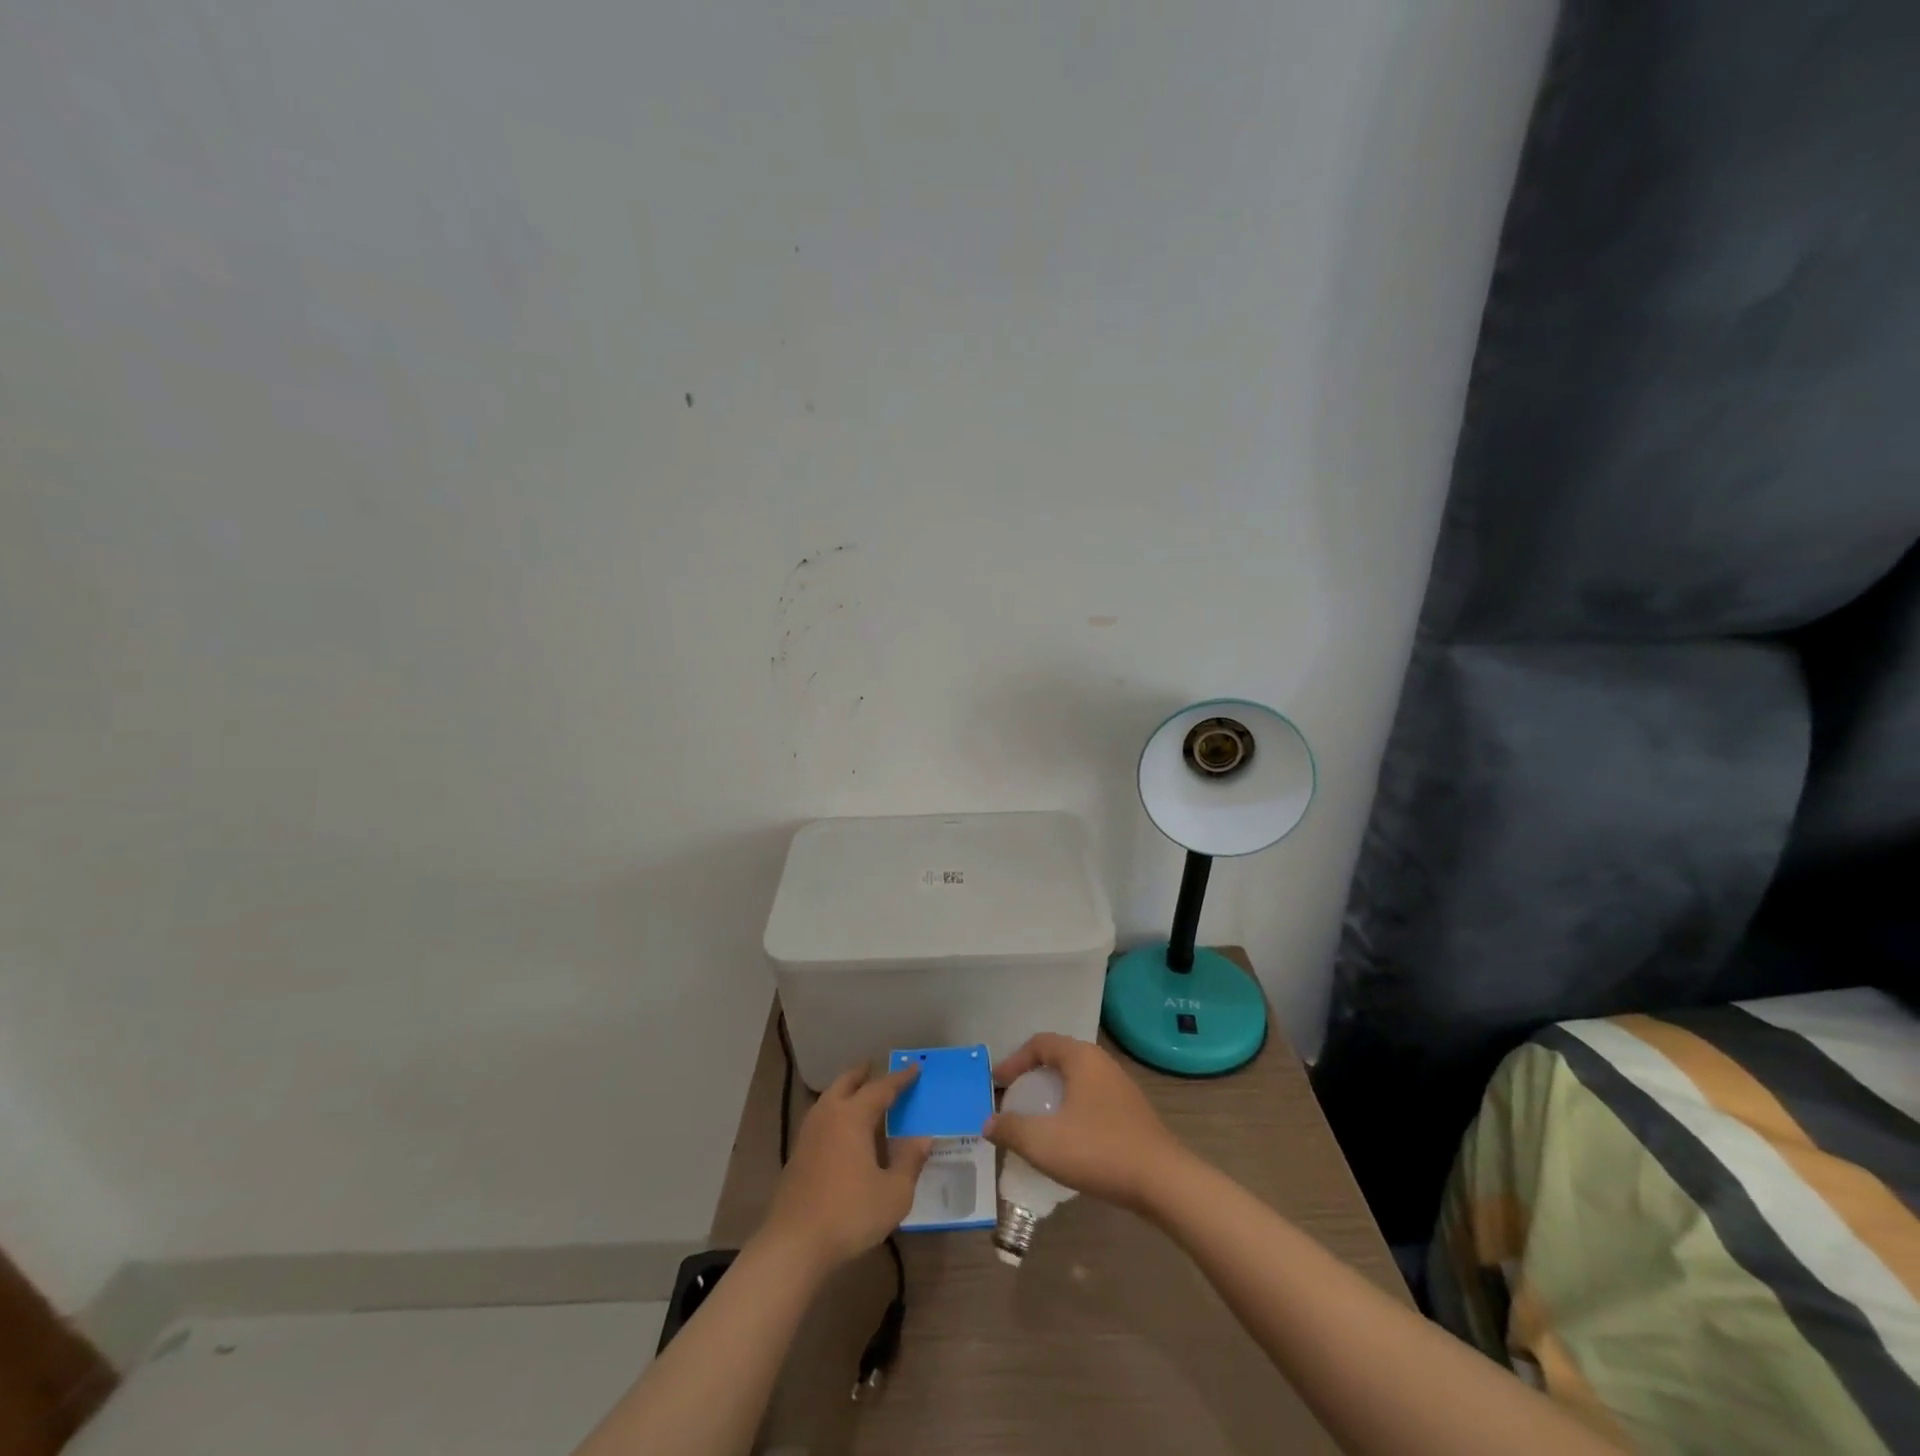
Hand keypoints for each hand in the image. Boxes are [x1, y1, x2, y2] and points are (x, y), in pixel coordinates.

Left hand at [760, 1064, 932, 1272]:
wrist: (794, 1244)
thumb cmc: (850, 1214)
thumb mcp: (894, 1193)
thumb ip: (910, 1161)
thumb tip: (924, 1137)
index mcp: (852, 1116)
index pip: (880, 1088)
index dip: (899, 1079)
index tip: (914, 1069)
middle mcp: (828, 1115)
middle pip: (846, 1083)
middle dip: (862, 1074)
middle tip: (875, 1066)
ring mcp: (808, 1134)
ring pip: (828, 1099)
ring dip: (845, 1090)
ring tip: (858, 1093)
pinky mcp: (797, 1154)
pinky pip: (820, 1118)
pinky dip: (834, 1111)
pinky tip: (841, 1129)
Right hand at [984, 1034, 1190, 1211]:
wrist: (1163, 1181)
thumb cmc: (1099, 1150)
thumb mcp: (1044, 1143)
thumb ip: (1011, 1130)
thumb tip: (988, 1124)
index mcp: (1081, 1058)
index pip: (1040, 1043)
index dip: (1014, 1060)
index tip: (997, 1084)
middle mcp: (1102, 1063)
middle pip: (1059, 1057)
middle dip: (1033, 1075)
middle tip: (1014, 1098)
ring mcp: (1121, 1086)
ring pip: (1077, 1079)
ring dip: (1053, 1093)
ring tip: (1037, 1118)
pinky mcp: (1132, 1111)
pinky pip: (1092, 1098)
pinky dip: (1072, 1107)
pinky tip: (1068, 1137)